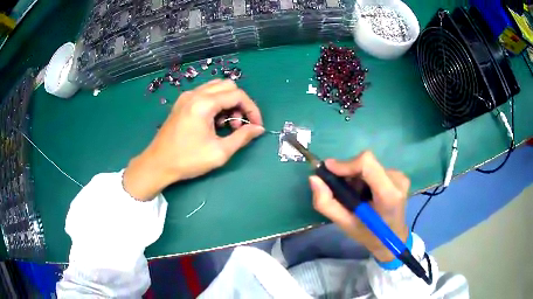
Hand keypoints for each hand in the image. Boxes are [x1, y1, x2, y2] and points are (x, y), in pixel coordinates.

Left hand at [124, 79, 264, 199]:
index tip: (256, 125)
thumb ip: (242, 137)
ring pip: (217, 88)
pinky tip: (213, 122)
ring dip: (228, 102)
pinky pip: (205, 94)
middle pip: (228, 86)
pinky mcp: (182, 103)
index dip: (252, 109)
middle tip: (239, 125)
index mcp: (203, 104)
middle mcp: (195, 94)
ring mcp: (187, 97)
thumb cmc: (187, 160)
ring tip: (227, 125)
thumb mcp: (219, 152)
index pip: (237, 95)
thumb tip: (258, 129)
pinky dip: (216, 103)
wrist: (158, 164)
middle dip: (240, 104)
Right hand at [309, 151, 409, 261]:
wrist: (393, 239)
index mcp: (388, 195)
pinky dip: (364, 178)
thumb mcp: (345, 224)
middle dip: (348, 173)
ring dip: (356, 177)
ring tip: (355, 195)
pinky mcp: (399, 175)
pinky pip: (375, 168)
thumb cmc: (370, 235)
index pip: (367, 163)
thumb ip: (326, 203)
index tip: (328, 170)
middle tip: (340, 189)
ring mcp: (400, 176)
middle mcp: (397, 180)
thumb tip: (314, 179)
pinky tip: (365, 193)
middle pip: (366, 163)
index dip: (345, 163)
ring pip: (369, 165)